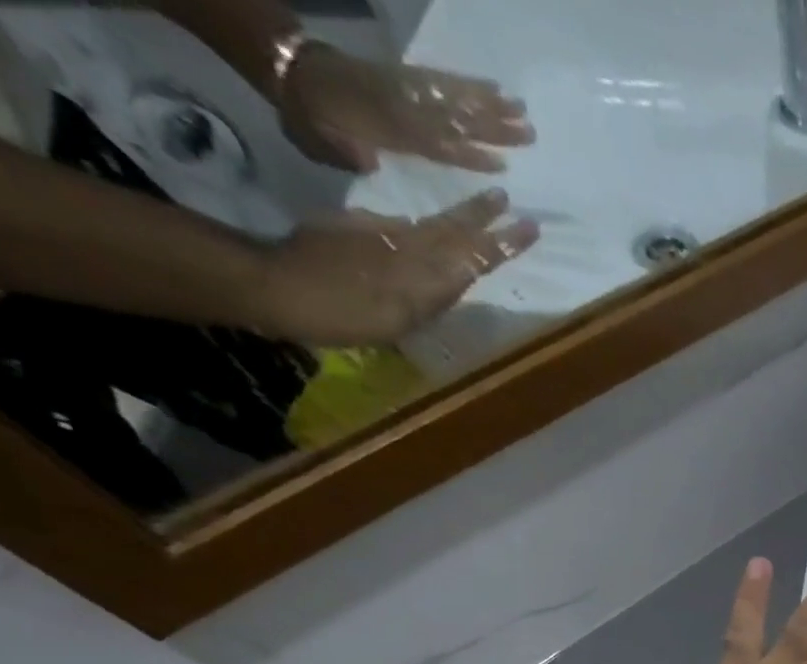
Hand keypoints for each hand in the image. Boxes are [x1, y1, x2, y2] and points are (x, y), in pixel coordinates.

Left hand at [254, 191, 537, 345]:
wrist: (276, 286)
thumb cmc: (341, 315)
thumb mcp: (396, 318)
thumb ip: (428, 296)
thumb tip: (448, 270)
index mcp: (424, 275)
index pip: (474, 256)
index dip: (502, 242)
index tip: (529, 225)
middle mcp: (408, 251)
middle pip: (454, 232)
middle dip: (484, 218)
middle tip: (507, 201)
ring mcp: (380, 237)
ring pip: (430, 227)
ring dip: (458, 218)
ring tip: (477, 208)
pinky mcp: (353, 231)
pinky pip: (396, 227)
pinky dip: (416, 228)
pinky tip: (417, 229)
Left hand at [280, 43, 533, 172]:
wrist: (289, 69)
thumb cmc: (310, 118)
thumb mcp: (321, 141)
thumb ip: (348, 153)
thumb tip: (370, 160)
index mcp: (387, 128)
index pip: (434, 144)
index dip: (467, 156)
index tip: (501, 167)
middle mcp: (403, 107)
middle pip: (454, 118)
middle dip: (492, 127)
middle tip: (529, 134)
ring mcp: (406, 90)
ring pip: (453, 98)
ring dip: (490, 105)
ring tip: (522, 112)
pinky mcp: (406, 78)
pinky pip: (441, 81)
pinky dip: (469, 85)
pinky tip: (493, 89)